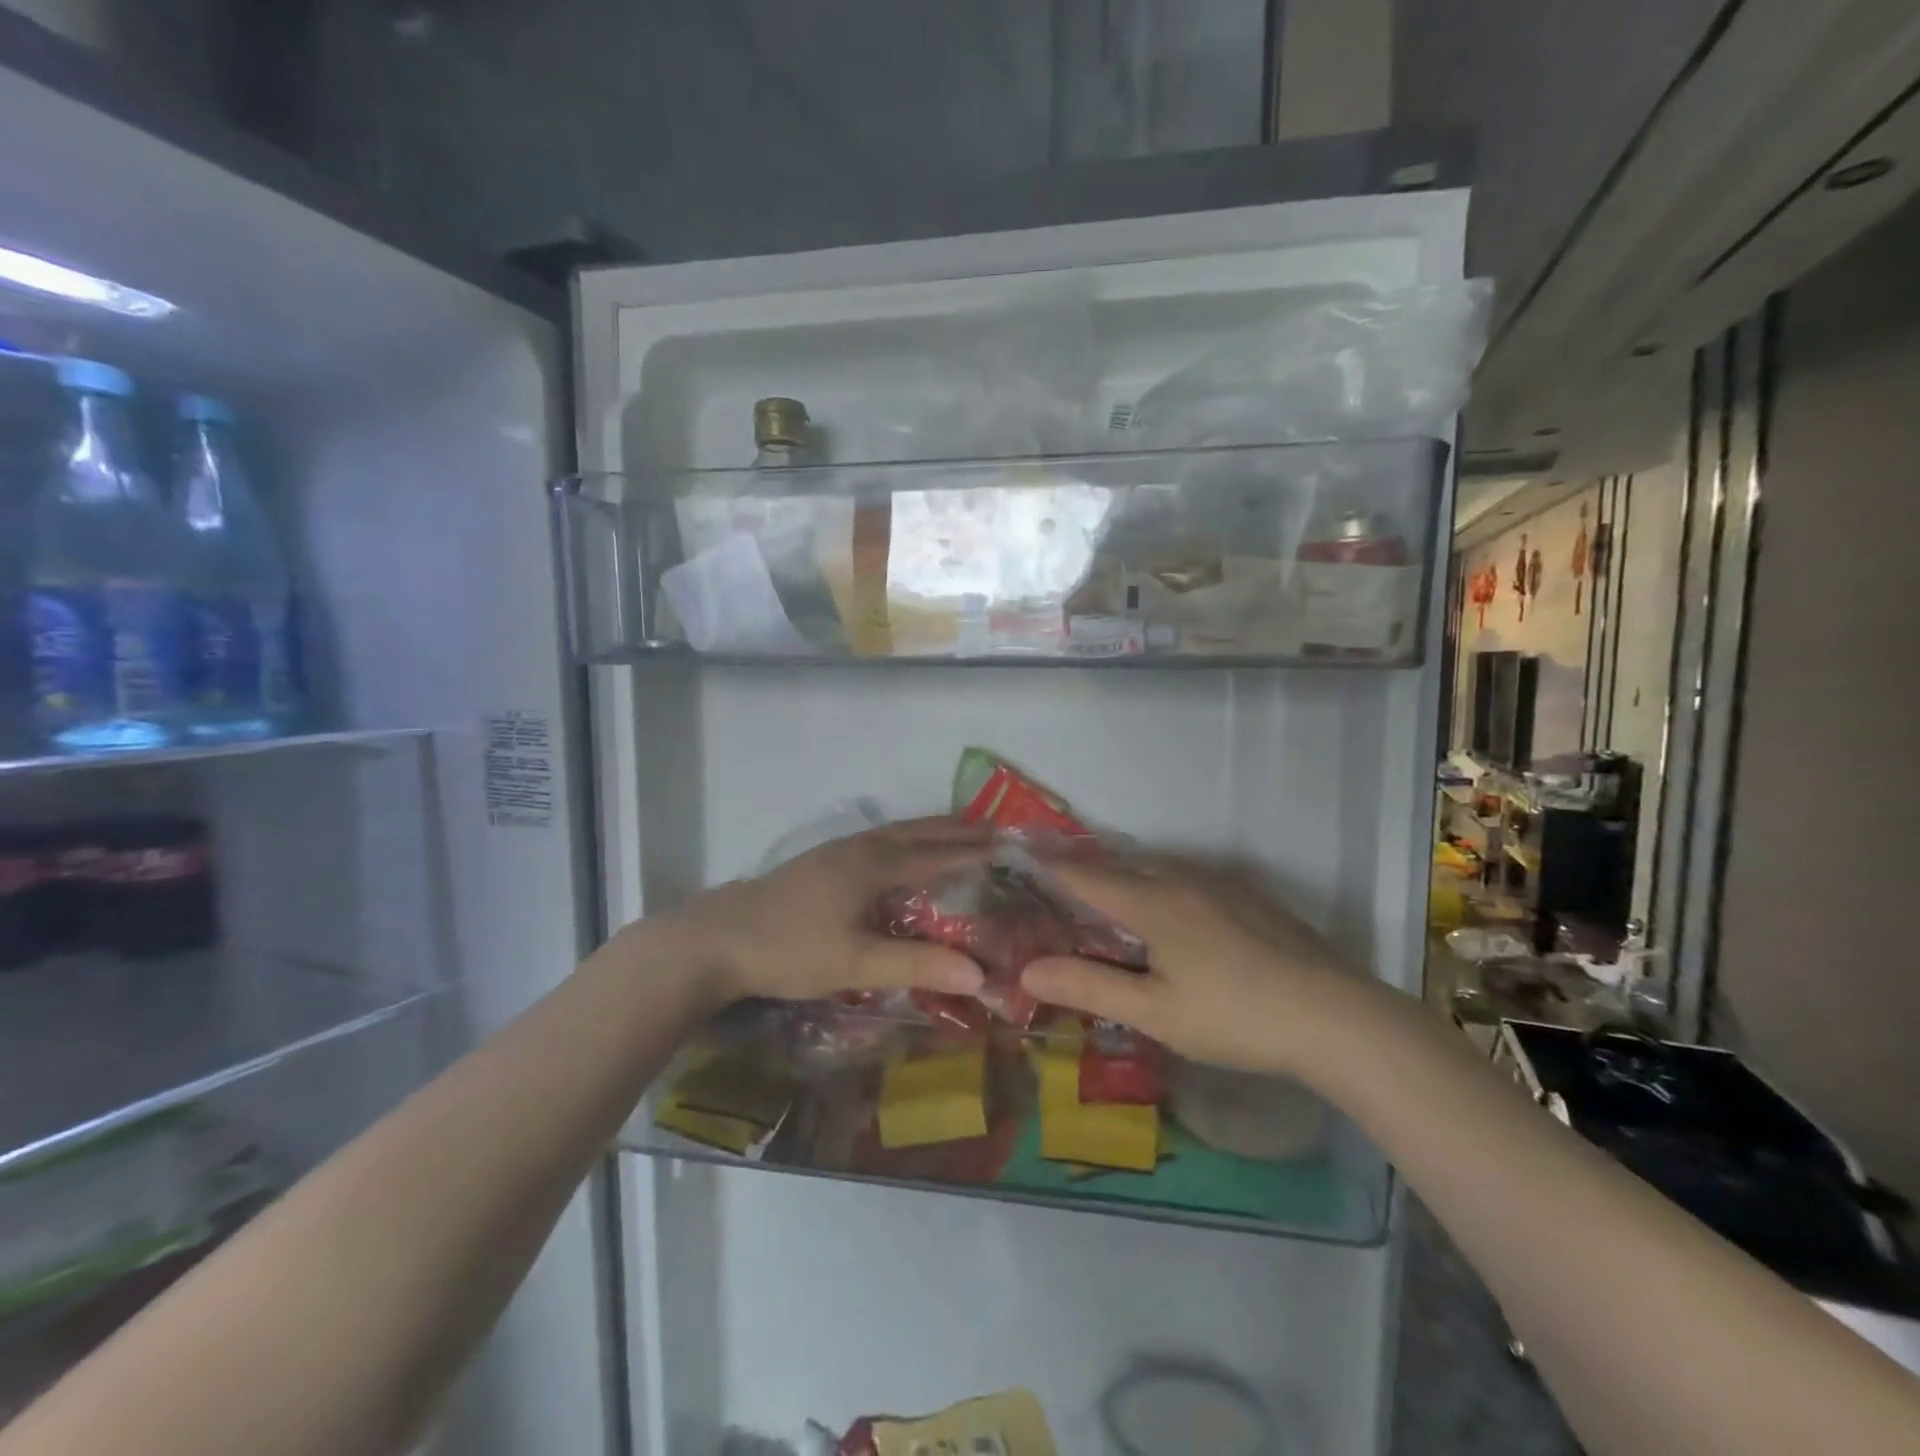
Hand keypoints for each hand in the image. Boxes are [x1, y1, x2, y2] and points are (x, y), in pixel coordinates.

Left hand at [672, 817, 989, 1005]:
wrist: (717, 939)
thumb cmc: (790, 950)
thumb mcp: (856, 963)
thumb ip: (917, 965)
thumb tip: (980, 975)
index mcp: (875, 865)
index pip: (939, 853)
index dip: (976, 851)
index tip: (1013, 847)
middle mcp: (862, 847)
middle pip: (920, 831)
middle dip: (960, 830)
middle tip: (999, 831)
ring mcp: (839, 850)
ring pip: (899, 831)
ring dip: (933, 829)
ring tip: (962, 831)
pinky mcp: (823, 860)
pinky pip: (882, 839)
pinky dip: (909, 838)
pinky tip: (905, 854)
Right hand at [1022, 854, 1365, 1076]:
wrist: (1336, 1016)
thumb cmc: (1233, 1016)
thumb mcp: (1154, 1012)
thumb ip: (1089, 986)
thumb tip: (1027, 970)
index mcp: (1153, 901)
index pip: (1087, 876)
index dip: (1052, 868)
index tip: (1023, 858)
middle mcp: (1183, 879)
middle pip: (1122, 865)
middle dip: (1087, 870)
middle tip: (1058, 884)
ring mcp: (1221, 885)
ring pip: (1159, 868)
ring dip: (1126, 876)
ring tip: (1107, 896)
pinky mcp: (1250, 898)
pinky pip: (1188, 878)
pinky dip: (1161, 885)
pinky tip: (1170, 912)